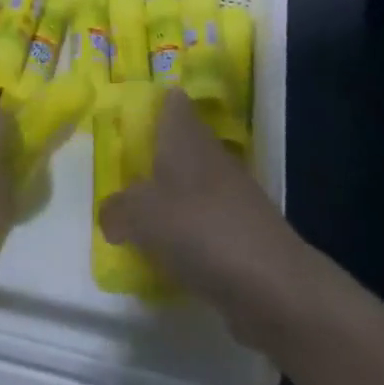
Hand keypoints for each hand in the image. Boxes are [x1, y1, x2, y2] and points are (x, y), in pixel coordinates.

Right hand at [99, 89, 303, 334]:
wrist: (271, 283)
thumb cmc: (199, 229)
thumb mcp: (140, 216)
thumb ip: (117, 210)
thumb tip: (112, 214)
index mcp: (186, 135)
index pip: (171, 101)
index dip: (151, 104)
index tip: (126, 120)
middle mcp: (210, 154)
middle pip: (179, 143)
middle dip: (152, 157)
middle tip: (120, 177)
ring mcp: (230, 193)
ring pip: (191, 184)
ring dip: (168, 200)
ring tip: (136, 221)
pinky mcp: (242, 230)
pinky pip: (204, 222)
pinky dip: (186, 234)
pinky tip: (167, 257)